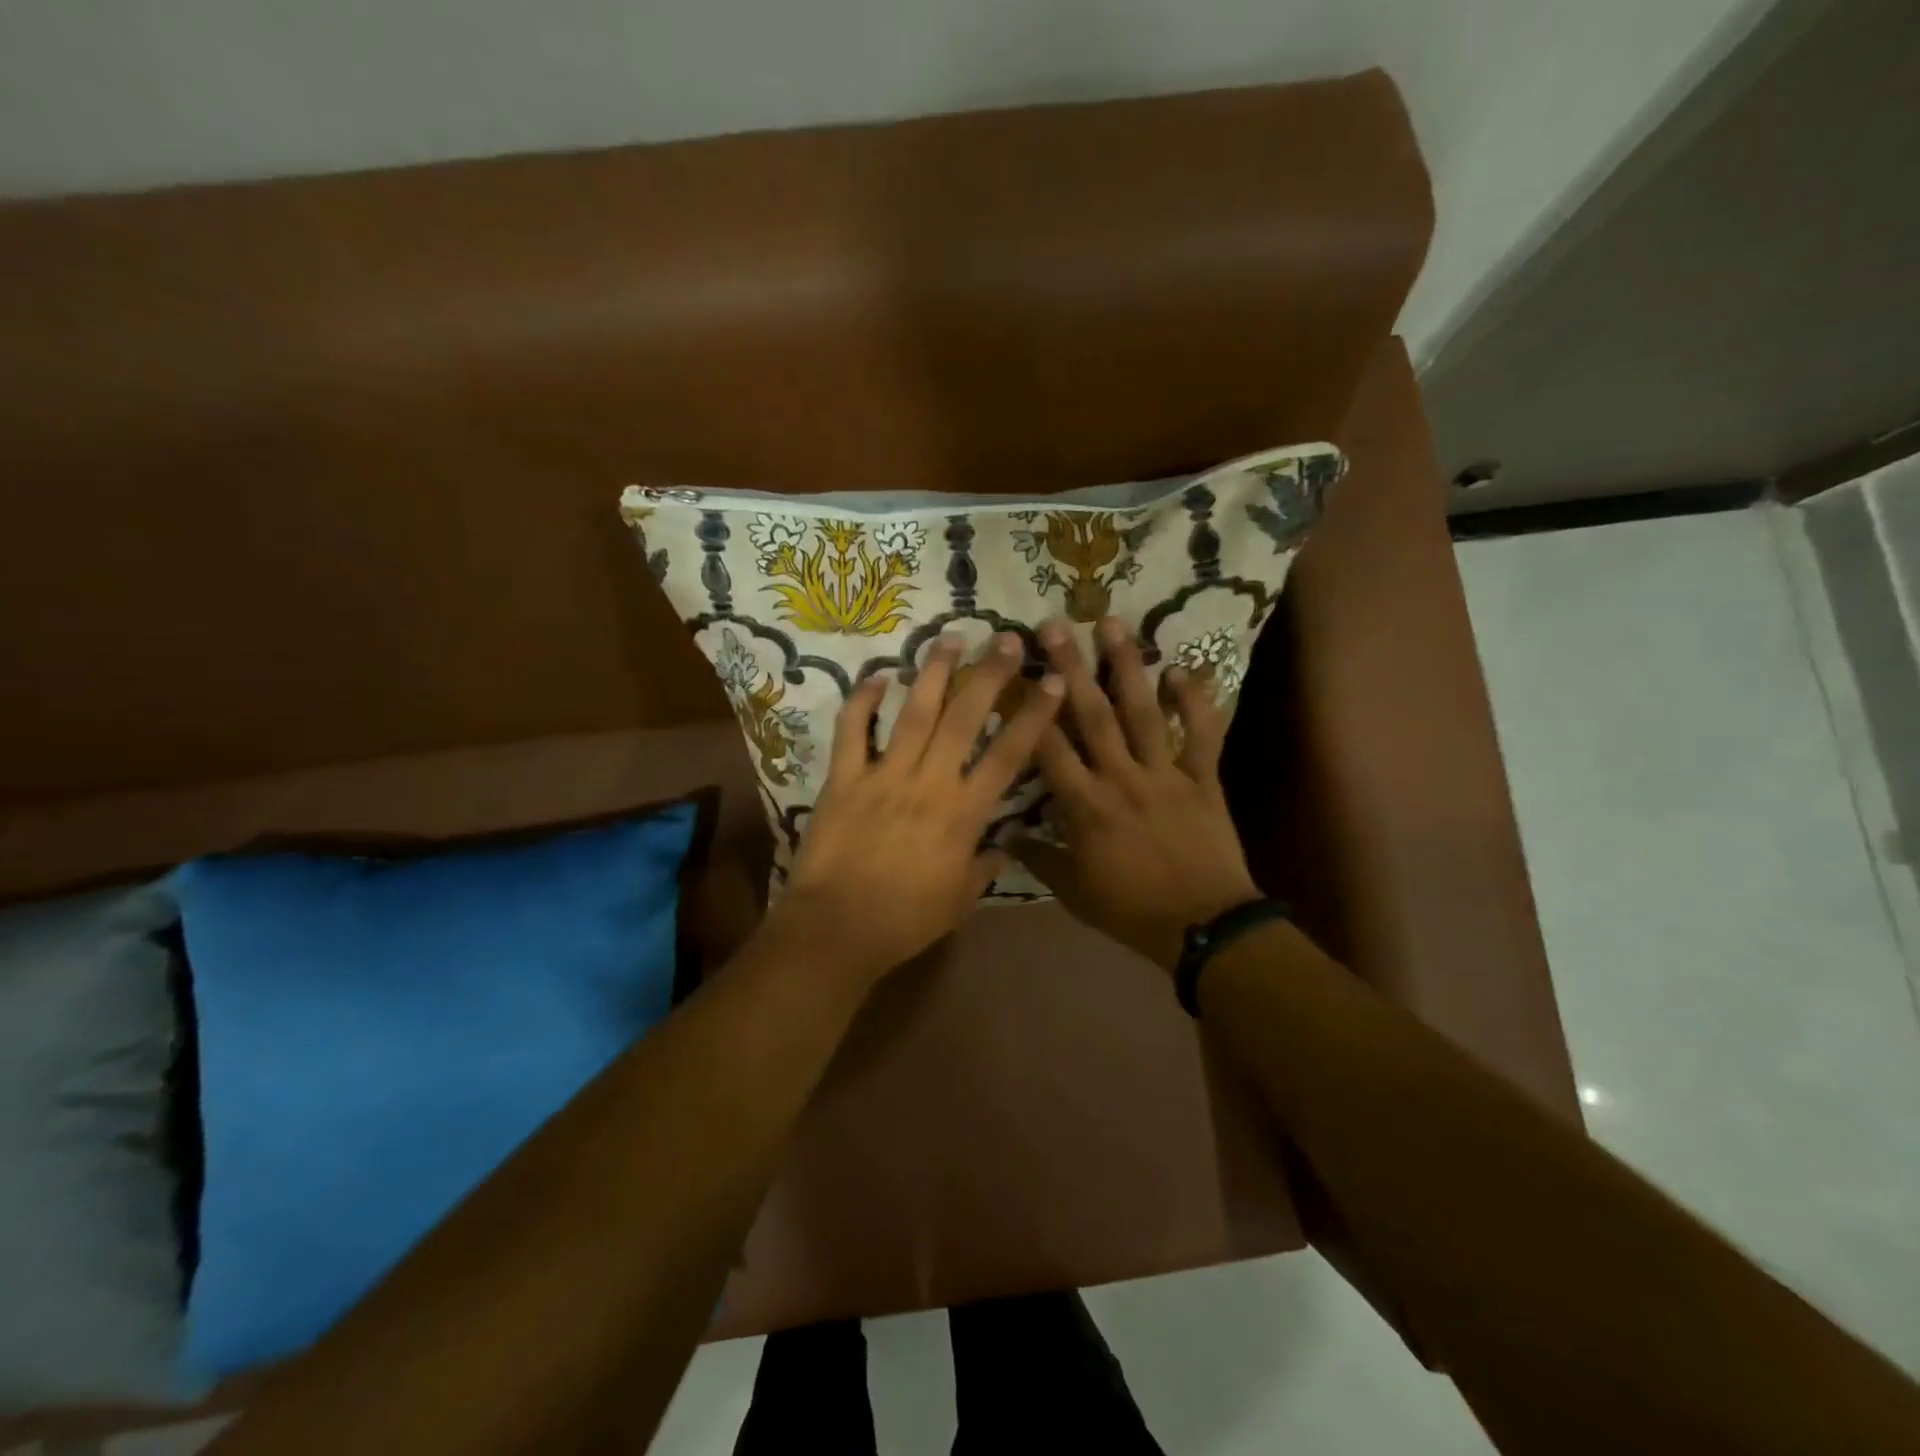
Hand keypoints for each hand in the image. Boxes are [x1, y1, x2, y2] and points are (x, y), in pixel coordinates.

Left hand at [768, 632, 1063, 989]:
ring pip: (914, 713)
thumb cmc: (905, 919)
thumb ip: (984, 866)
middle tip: (1006, 639)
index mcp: (963, 813)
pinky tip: (878, 676)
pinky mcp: (844, 778)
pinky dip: (863, 701)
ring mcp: (884, 775)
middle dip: (989, 674)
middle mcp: (929, 782)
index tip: (1052, 682)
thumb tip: (1003, 846)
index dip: (1034, 716)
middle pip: (965, 718)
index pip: (1009, 755)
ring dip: (934, 672)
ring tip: (950, 638)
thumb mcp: (959, 900)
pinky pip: (853, 731)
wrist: (838, 928)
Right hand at [1011, 617, 1260, 971]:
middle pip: (1091, 715)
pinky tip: (1181, 669)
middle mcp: (1121, 778)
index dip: (1028, 709)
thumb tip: (1004, 833)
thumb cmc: (1131, 910)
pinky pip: (1202, 734)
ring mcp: (1165, 774)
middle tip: (1054, 625)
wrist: (1203, 927)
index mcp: (1085, 805)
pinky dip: (1196, 701)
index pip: (1048, 748)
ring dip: (1127, 666)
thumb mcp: (1074, 891)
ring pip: (1143, 712)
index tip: (1012, 673)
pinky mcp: (1202, 778)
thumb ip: (1038, 857)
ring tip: (1113, 624)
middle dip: (1070, 667)